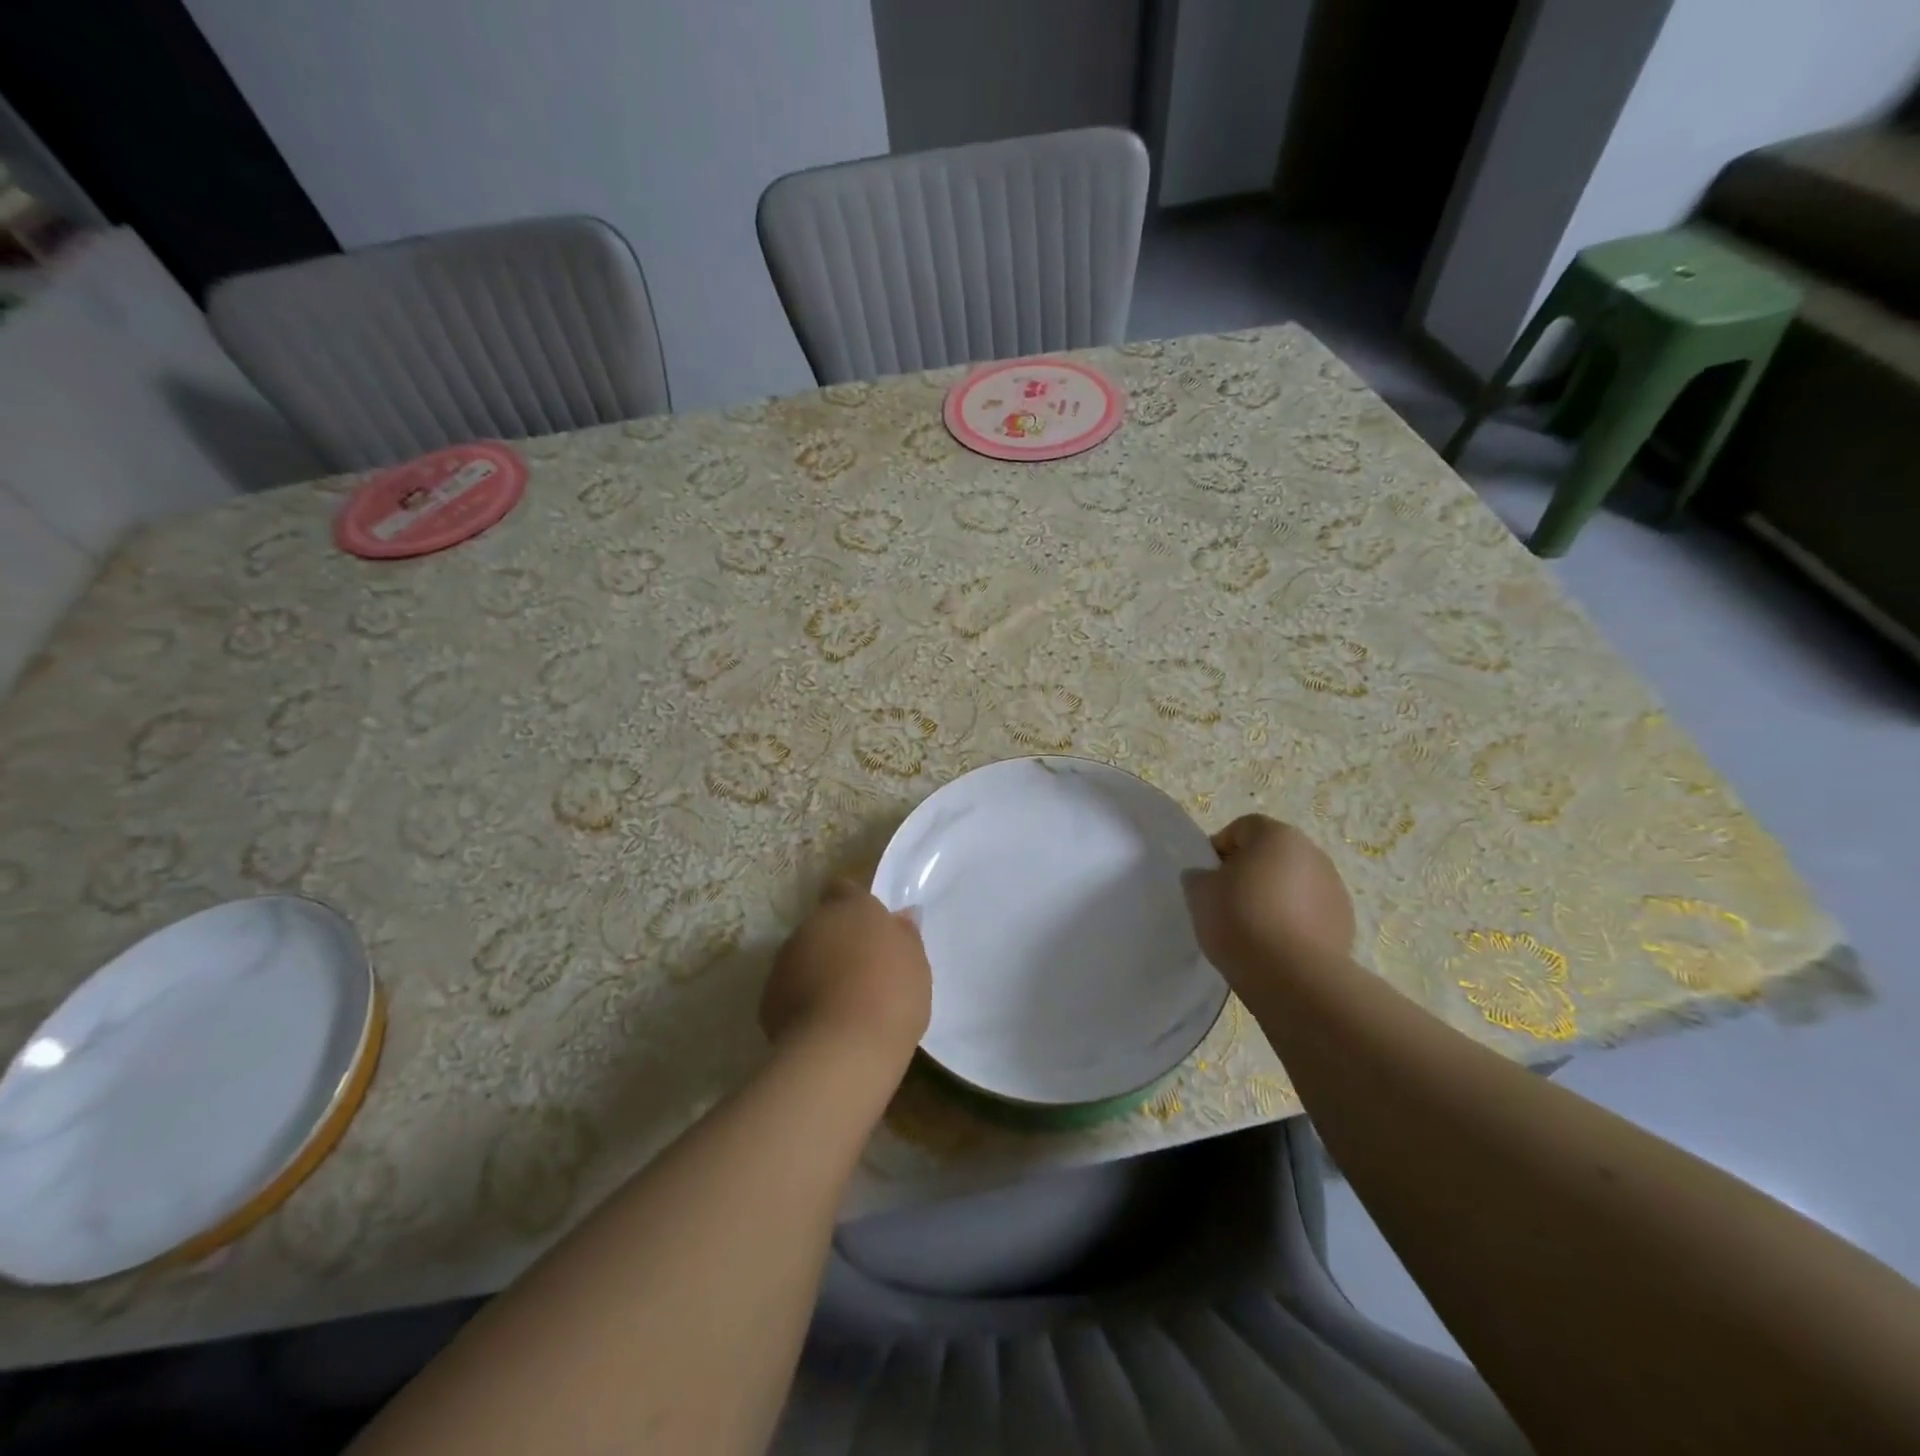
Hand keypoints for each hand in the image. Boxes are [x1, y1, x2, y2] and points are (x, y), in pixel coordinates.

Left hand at [761, 880, 931, 1070]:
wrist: (843, 1048)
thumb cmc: (891, 995)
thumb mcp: (915, 963)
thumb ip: (905, 934)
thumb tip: (901, 916)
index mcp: (851, 907)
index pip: (845, 889)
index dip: (855, 906)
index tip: (868, 928)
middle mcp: (813, 924)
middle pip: (823, 925)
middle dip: (836, 941)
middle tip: (861, 969)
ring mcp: (786, 959)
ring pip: (803, 956)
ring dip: (817, 969)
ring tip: (841, 1002)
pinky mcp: (768, 996)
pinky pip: (789, 989)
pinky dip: (801, 1000)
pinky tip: (822, 1024)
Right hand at [1183, 815, 1354, 986]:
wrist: (1293, 976)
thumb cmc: (1240, 920)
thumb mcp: (1199, 893)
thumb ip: (1199, 876)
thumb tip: (1207, 877)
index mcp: (1276, 835)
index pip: (1242, 828)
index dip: (1220, 850)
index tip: (1208, 879)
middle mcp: (1312, 853)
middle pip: (1271, 854)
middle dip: (1250, 873)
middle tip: (1227, 903)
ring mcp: (1334, 888)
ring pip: (1293, 884)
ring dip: (1275, 897)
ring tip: (1253, 929)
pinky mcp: (1345, 922)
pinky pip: (1310, 913)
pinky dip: (1294, 921)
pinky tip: (1276, 946)